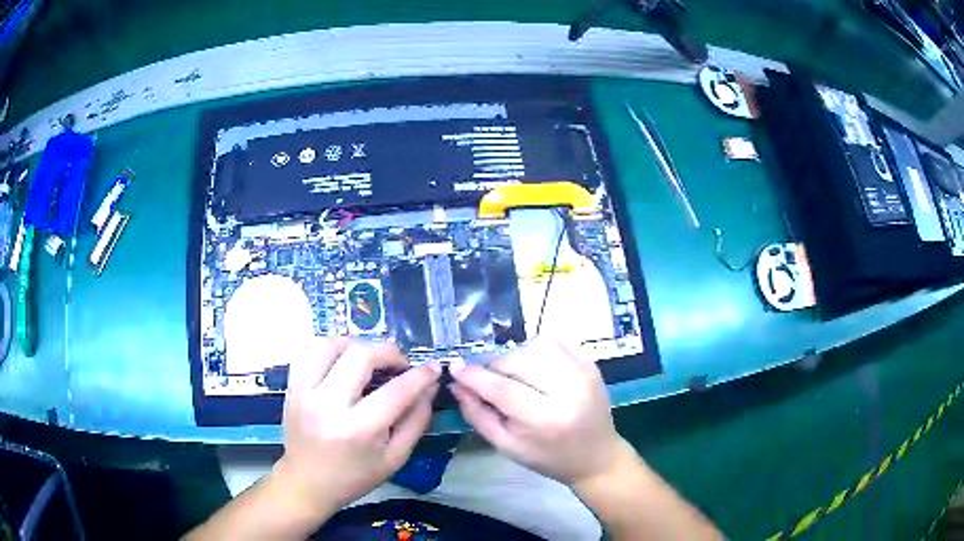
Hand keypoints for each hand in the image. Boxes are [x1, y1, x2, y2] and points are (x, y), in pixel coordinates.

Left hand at [275, 338, 440, 516]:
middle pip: (361, 355)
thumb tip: (430, 386)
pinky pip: (309, 351)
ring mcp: (305, 392)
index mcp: (358, 430)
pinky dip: (330, 349)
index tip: (433, 369)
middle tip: (400, 365)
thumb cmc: (354, 476)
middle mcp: (329, 404)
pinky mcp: (292, 386)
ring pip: (331, 345)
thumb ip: (416, 421)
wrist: (307, 482)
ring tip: (369, 360)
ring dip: (357, 345)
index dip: (420, 376)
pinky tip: (342, 362)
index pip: (396, 391)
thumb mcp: (395, 458)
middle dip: (390, 352)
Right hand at [449, 339, 627, 487]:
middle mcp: (567, 391)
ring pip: (533, 346)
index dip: (474, 376)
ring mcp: (582, 373)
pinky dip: (535, 347)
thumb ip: (478, 414)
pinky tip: (532, 364)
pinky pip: (554, 341)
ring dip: (513, 356)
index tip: (455, 367)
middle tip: (485, 377)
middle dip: (493, 366)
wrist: (595, 456)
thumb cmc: (547, 457)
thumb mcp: (506, 446)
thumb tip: (457, 384)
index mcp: (544, 420)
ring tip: (511, 374)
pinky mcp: (590, 363)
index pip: (501, 389)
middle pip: (516, 362)